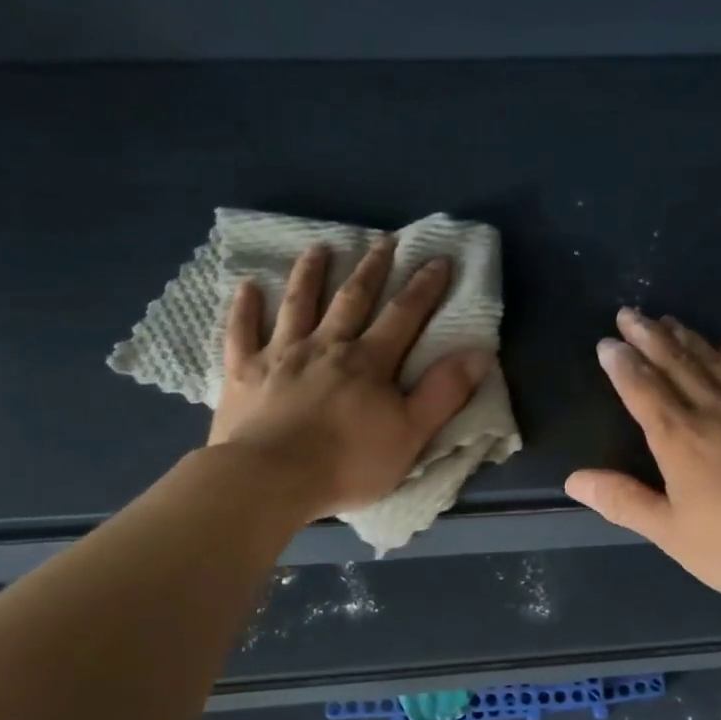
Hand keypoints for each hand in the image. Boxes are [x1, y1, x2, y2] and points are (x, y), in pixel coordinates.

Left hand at [208, 237, 492, 519]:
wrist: (271, 479)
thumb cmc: (348, 463)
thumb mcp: (411, 434)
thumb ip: (443, 393)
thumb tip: (479, 353)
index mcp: (369, 362)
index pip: (404, 316)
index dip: (424, 288)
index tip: (438, 259)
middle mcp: (326, 346)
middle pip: (352, 299)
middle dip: (372, 269)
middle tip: (384, 240)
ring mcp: (280, 355)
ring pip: (298, 304)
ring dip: (310, 274)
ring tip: (319, 248)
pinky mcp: (243, 372)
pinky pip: (241, 332)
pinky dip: (244, 307)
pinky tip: (246, 286)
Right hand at [564, 309, 720, 608]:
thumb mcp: (672, 533)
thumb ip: (624, 502)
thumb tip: (575, 479)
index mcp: (679, 439)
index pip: (642, 391)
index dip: (622, 365)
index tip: (607, 343)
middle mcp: (713, 412)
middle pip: (676, 364)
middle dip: (649, 337)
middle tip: (630, 313)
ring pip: (713, 362)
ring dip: (688, 338)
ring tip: (669, 320)